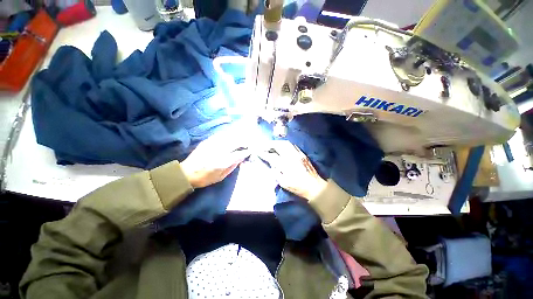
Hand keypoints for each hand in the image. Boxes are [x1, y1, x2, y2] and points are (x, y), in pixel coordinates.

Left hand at [181, 134, 250, 187]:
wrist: (186, 173)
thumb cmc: (205, 178)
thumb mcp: (220, 177)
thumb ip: (232, 167)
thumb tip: (241, 159)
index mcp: (222, 162)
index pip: (238, 154)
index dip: (245, 152)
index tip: (249, 151)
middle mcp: (218, 151)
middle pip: (235, 142)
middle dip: (243, 142)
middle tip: (247, 144)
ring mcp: (212, 144)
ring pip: (229, 137)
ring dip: (237, 137)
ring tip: (241, 138)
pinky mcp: (207, 141)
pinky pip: (220, 135)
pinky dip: (228, 135)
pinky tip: (230, 136)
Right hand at [258, 140, 326, 200]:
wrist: (315, 186)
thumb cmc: (298, 187)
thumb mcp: (284, 183)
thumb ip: (276, 173)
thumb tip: (271, 165)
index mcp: (286, 166)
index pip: (272, 157)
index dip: (263, 153)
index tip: (257, 151)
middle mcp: (292, 157)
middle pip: (279, 146)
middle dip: (270, 144)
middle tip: (263, 145)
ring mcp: (298, 154)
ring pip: (286, 144)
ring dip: (277, 143)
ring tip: (271, 144)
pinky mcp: (302, 154)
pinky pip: (292, 145)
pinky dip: (284, 144)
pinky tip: (281, 146)